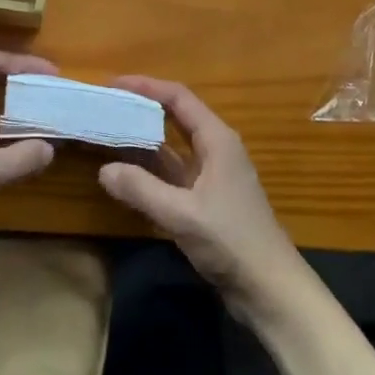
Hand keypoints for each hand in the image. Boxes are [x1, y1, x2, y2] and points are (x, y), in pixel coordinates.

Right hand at [97, 77, 300, 321]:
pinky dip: (150, 171)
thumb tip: (103, 169)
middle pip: (176, 118)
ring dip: (144, 141)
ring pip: (173, 148)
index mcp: (217, 140)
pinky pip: (173, 175)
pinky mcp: (207, 201)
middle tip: (107, 108)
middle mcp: (215, 150)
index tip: (114, 84)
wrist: (270, 290)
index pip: (178, 98)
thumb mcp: (182, 214)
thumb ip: (142, 189)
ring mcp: (212, 177)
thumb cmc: (232, 241)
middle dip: (143, 110)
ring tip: (110, 134)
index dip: (146, 87)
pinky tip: (127, 176)